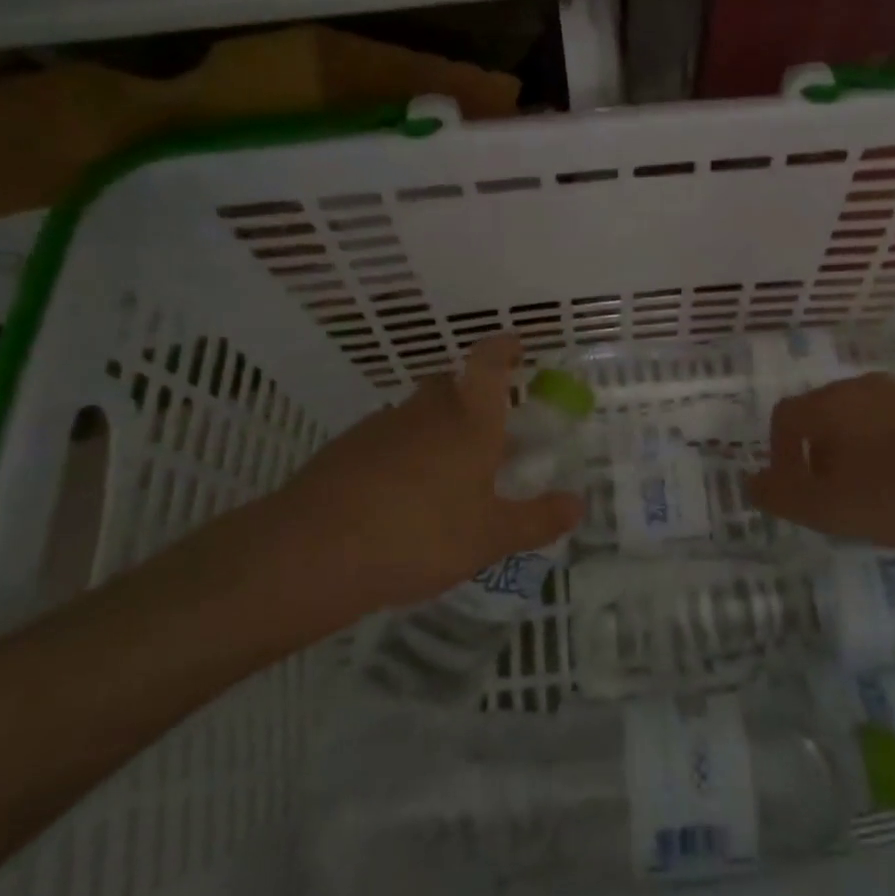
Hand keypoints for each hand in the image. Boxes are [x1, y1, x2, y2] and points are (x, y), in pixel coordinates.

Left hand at [243, 334, 583, 612]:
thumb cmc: (421, 535)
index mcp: (469, 420)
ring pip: (415, 414)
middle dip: (469, 396)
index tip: (515, 344)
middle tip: (486, 430)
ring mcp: (380, 426)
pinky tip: (399, 496)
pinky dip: (400, 454)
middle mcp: (425, 411)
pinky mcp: (344, 449)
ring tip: (444, 474)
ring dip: (433, 429)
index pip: (489, 363)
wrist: (315, 551)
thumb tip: (578, 504)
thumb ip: (537, 519)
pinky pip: (385, 440)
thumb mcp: (490, 537)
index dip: (503, 347)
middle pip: (449, 384)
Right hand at [745, 374, 894, 548]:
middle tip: (832, 495)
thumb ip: (782, 495)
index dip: (778, 453)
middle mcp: (862, 386)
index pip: (784, 417)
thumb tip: (751, 482)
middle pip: (823, 415)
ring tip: (874, 493)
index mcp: (829, 404)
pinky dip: (890, 449)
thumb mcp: (829, 509)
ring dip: (855, 452)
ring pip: (862, 419)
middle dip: (817, 454)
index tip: (793, 488)